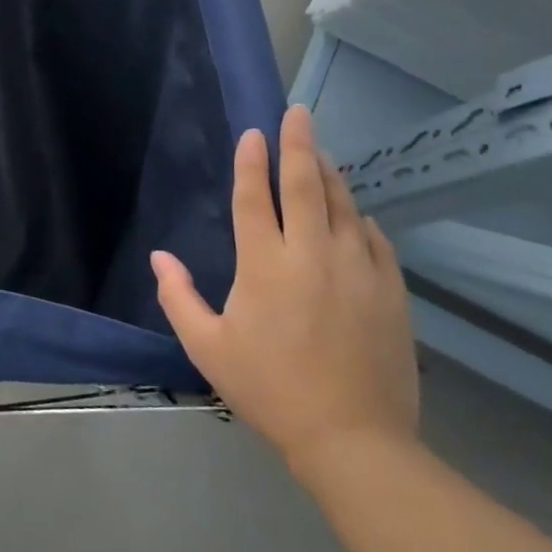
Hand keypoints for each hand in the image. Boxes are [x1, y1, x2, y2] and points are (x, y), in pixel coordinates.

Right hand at [151, 104, 418, 477]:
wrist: (353, 439)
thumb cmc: (270, 390)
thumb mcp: (208, 347)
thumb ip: (179, 296)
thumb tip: (160, 256)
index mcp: (265, 264)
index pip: (255, 197)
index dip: (252, 161)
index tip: (254, 132)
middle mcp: (313, 254)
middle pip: (306, 185)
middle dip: (300, 143)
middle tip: (299, 112)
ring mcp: (358, 269)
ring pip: (345, 205)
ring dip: (331, 174)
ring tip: (321, 152)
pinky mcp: (390, 290)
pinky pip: (376, 240)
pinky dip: (362, 220)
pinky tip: (357, 215)